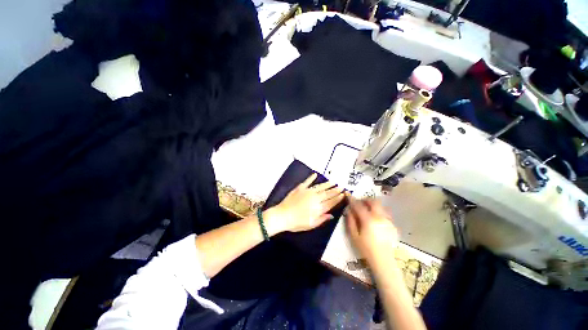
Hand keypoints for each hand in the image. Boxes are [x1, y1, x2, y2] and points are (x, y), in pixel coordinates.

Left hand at [267, 173, 344, 233]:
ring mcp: (307, 192)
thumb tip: (331, 215)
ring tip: (332, 181)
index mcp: (318, 208)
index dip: (337, 198)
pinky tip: (315, 174)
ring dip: (327, 184)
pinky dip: (311, 178)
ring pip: (320, 187)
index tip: (343, 194)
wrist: (282, 216)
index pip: (331, 202)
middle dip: (335, 190)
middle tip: (341, 186)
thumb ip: (322, 219)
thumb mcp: (311, 225)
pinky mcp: (300, 188)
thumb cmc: (296, 223)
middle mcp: (315, 198)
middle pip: (327, 193)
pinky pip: (307, 181)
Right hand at [345, 197, 398, 261]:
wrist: (383, 260)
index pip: (359, 206)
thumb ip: (350, 221)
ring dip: (373, 205)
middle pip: (373, 202)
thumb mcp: (354, 236)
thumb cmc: (366, 249)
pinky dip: (379, 211)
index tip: (348, 196)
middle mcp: (379, 217)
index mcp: (368, 220)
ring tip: (368, 209)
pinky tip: (375, 218)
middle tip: (360, 202)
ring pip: (381, 206)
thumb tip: (349, 210)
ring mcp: (387, 220)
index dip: (353, 200)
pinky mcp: (392, 225)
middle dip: (365, 199)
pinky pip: (385, 213)